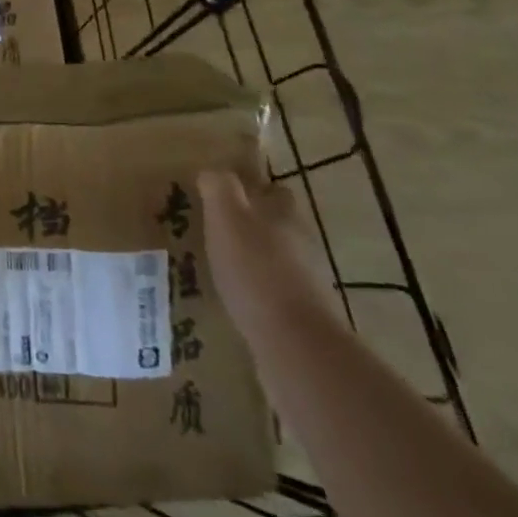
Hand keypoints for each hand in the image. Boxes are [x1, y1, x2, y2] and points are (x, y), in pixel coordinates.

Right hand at [199, 170, 327, 337]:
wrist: (294, 344)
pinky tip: (234, 298)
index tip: (226, 193)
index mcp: (284, 214)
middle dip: (253, 225)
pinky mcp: (302, 317)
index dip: (253, 189)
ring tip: (219, 265)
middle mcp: (301, 243)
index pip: (275, 190)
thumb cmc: (255, 268)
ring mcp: (306, 283)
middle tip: (217, 229)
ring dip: (253, 259)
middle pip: (278, 225)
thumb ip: (219, 187)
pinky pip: (275, 293)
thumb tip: (212, 172)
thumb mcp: (226, 216)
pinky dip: (257, 291)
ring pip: (277, 259)